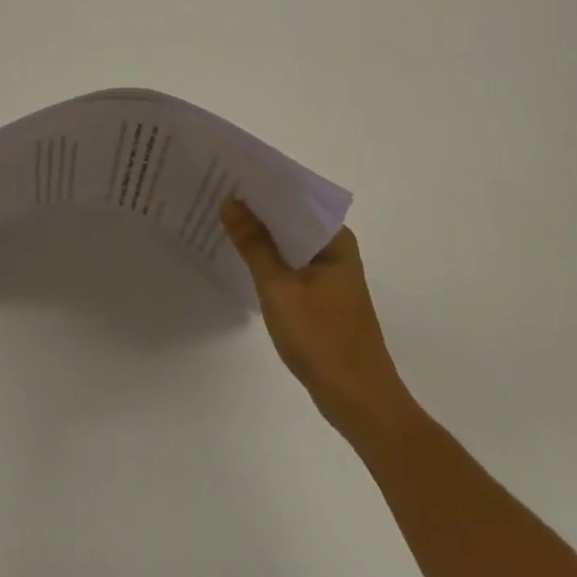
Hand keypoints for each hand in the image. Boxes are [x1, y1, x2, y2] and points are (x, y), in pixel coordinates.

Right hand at [221, 199, 414, 439]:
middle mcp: (336, 249)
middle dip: (257, 208)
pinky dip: (269, 258)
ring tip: (222, 217)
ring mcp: (331, 274)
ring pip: (289, 242)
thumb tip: (231, 202)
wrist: (360, 404)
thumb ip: (254, 244)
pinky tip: (242, 256)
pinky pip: (291, 264)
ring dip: (261, 234)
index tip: (229, 172)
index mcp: (335, 239)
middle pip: (291, 218)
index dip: (262, 185)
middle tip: (216, 191)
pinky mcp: (323, 296)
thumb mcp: (279, 288)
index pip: (295, 197)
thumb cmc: (322, 340)